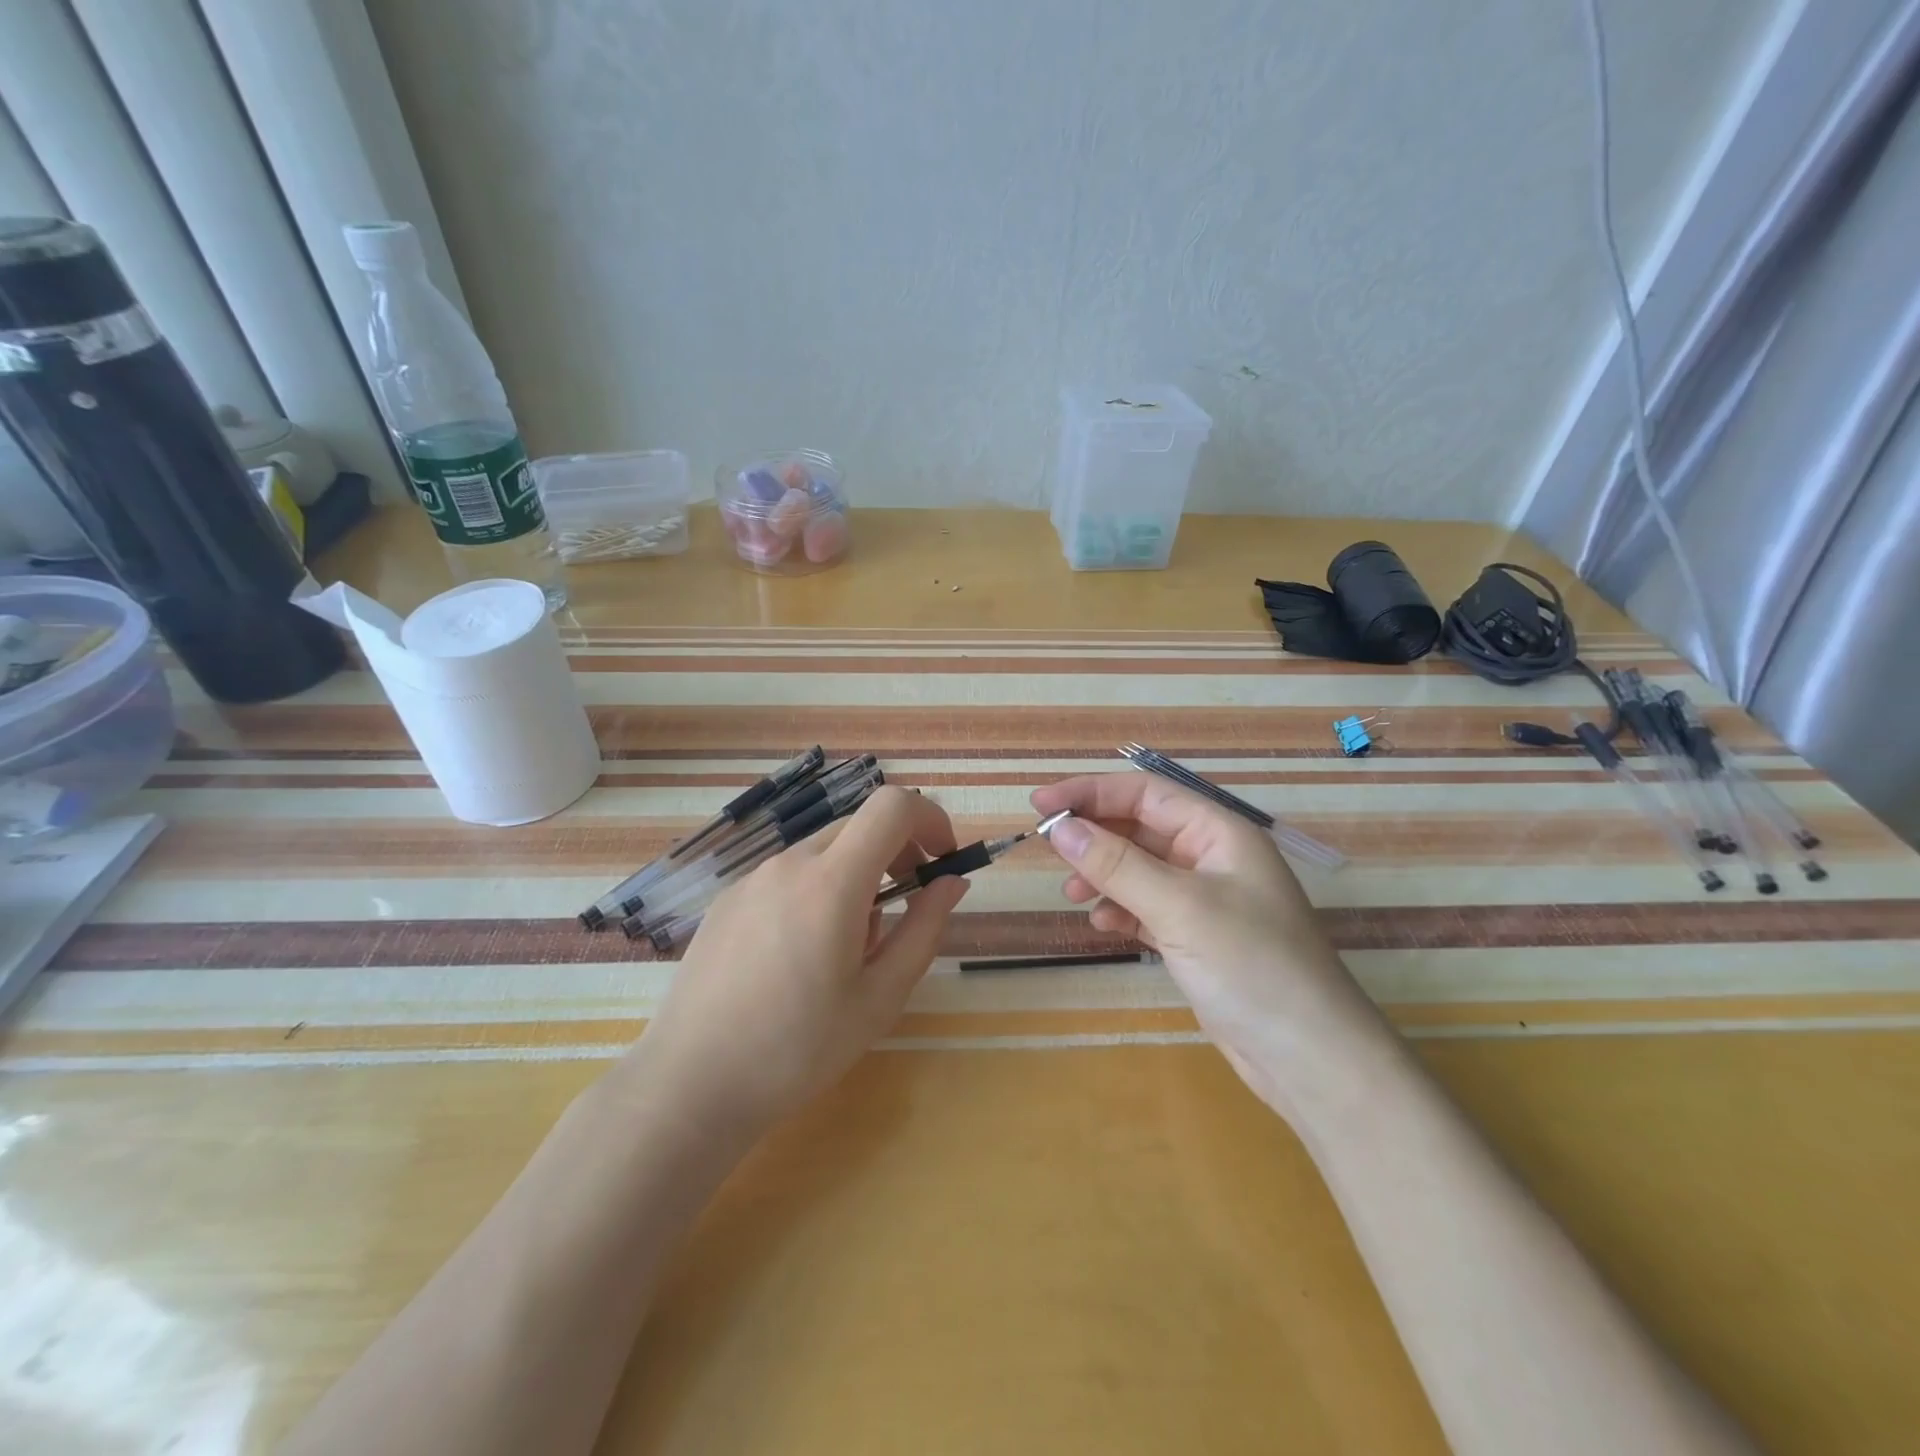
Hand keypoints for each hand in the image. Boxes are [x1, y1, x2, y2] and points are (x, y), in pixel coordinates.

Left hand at [628, 785, 967, 1138]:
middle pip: (860, 825)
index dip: (930, 818)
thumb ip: (924, 928)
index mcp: (832, 882)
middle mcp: (789, 863)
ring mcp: (752, 878)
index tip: (942, 860)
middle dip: (897, 851)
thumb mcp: (880, 996)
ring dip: (856, 875)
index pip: (893, 806)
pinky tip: (800, 954)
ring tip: (848, 947)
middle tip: (905, 909)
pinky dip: (816, 889)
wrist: (691, 1084)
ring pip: (824, 851)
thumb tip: (951, 881)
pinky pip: (788, 874)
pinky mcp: (728, 899)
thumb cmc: (798, 1049)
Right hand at [1031, 773, 1398, 1118]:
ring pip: (1139, 869)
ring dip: (1103, 875)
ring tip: (1073, 895)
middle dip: (1095, 835)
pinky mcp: (1197, 937)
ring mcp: (1205, 899)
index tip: (1041, 805)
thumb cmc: (1251, 966)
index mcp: (1219, 832)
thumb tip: (1060, 829)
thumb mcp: (1179, 907)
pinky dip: (1120, 910)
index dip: (1091, 793)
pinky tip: (1104, 926)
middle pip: (1140, 828)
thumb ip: (1117, 865)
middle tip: (1049, 850)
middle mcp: (1212, 857)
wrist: (1310, 1059)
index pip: (1145, 793)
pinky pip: (1146, 907)